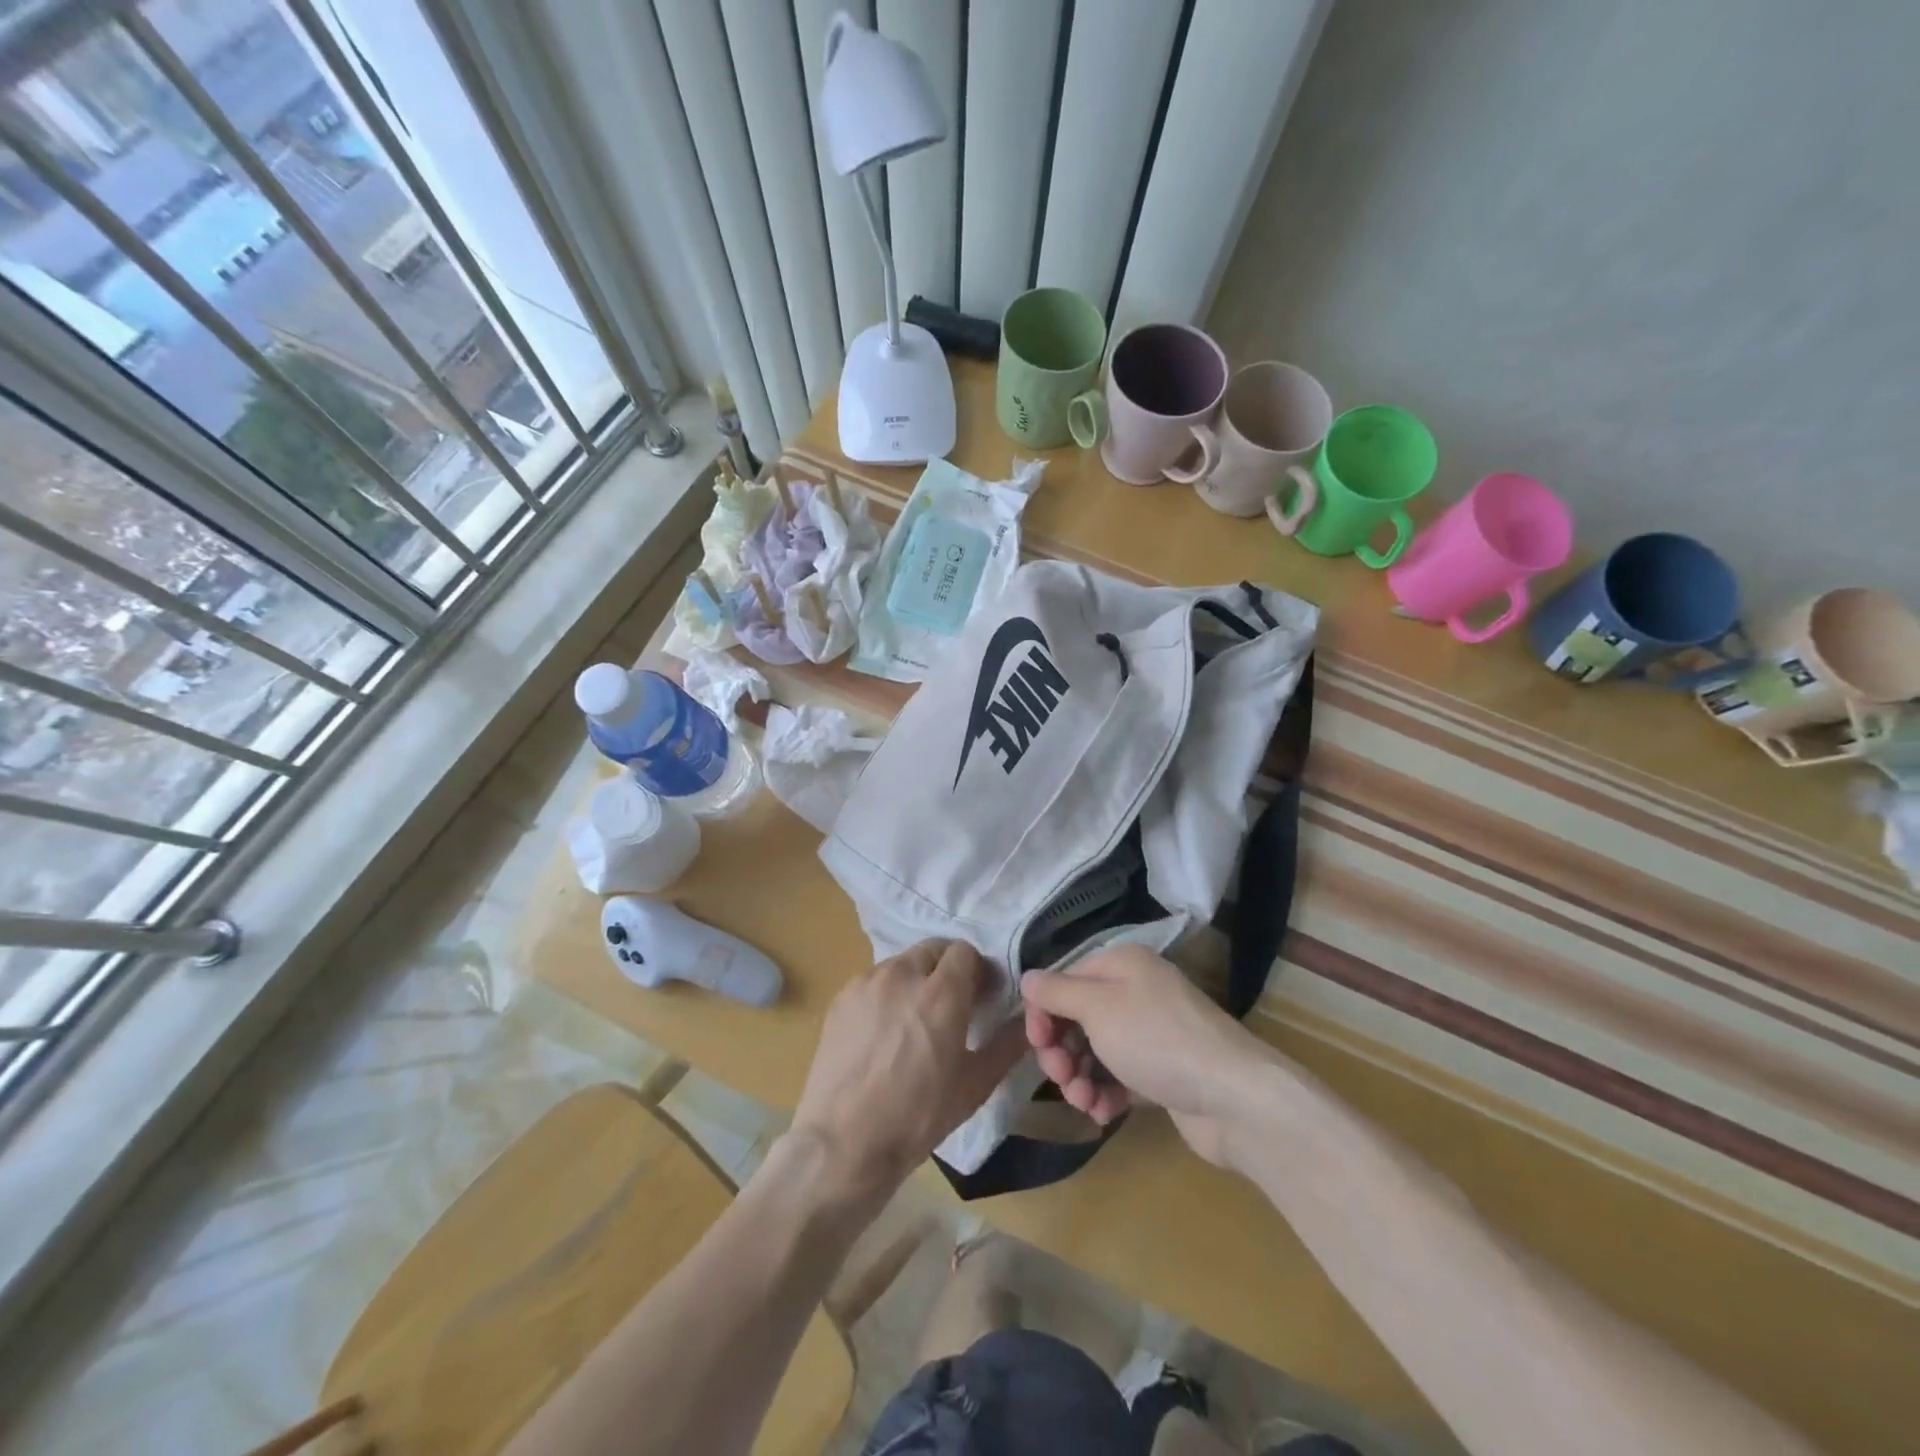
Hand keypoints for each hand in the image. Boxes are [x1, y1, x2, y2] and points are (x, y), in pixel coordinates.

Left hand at [793, 939, 1026, 1200]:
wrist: (844, 1142)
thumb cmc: (918, 1116)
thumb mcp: (975, 1085)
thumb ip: (1007, 1044)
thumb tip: (1028, 1020)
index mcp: (941, 992)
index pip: (965, 951)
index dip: (977, 971)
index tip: (980, 998)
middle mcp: (903, 974)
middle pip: (933, 951)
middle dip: (947, 970)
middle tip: (951, 1007)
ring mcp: (867, 982)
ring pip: (901, 964)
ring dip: (916, 980)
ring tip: (914, 1021)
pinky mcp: (841, 997)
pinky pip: (873, 981)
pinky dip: (886, 994)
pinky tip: (883, 1032)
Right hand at [1021, 944, 1271, 1167]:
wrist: (1234, 1097)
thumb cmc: (1157, 1040)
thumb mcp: (1098, 1007)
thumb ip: (1056, 992)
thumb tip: (1027, 977)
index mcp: (1121, 965)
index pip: (1064, 980)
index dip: (1043, 1012)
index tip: (1037, 1045)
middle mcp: (1136, 993)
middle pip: (1077, 1018)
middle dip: (1061, 1050)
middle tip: (1062, 1077)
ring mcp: (1151, 1034)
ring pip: (1095, 1051)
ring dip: (1080, 1077)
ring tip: (1084, 1101)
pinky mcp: (1162, 1073)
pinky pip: (1119, 1077)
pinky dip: (1105, 1094)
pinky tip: (1102, 1113)